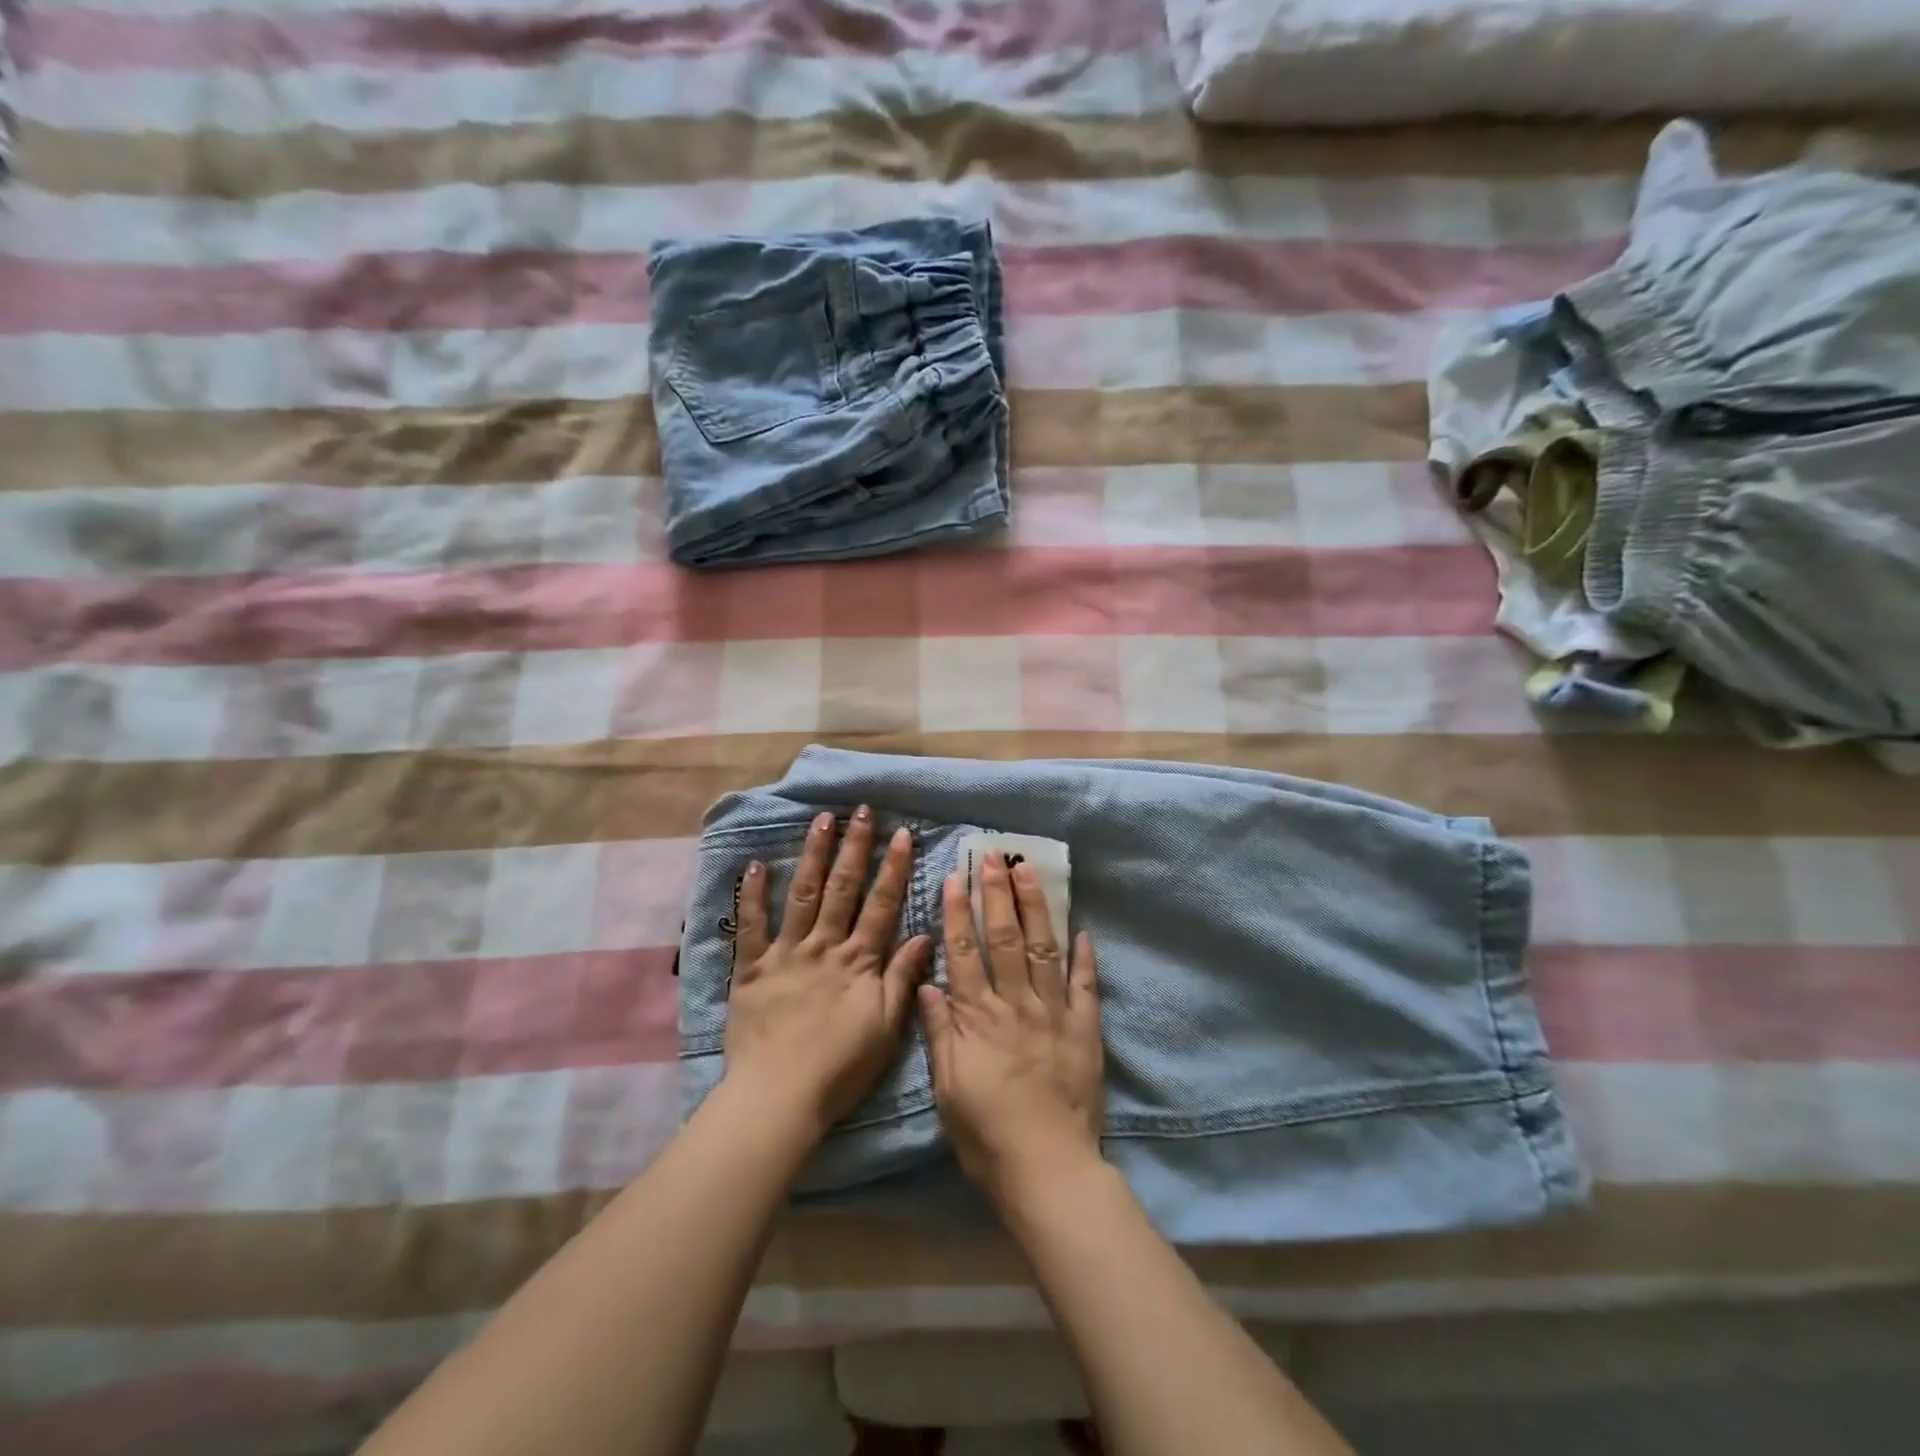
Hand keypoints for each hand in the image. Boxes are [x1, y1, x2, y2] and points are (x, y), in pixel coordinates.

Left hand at [724, 808, 931, 1138]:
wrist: (779, 1098)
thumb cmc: (840, 1068)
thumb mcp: (886, 1028)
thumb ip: (902, 978)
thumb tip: (926, 935)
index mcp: (859, 961)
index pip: (881, 904)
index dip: (893, 867)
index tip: (901, 833)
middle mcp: (824, 946)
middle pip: (843, 888)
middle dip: (854, 846)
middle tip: (861, 811)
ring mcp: (786, 954)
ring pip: (802, 894)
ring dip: (813, 855)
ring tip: (821, 820)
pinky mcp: (751, 969)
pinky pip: (750, 926)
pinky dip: (752, 895)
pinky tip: (755, 865)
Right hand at [918, 852, 1103, 1209]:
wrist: (1048, 1170)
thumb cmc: (986, 1134)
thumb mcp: (947, 1088)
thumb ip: (940, 1032)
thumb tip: (928, 983)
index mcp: (979, 1017)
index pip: (965, 952)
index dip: (958, 912)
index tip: (955, 877)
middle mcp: (1016, 1004)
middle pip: (1004, 938)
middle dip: (997, 894)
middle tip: (994, 856)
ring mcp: (1054, 1014)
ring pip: (1043, 949)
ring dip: (1036, 907)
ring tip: (1030, 870)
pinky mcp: (1085, 1030)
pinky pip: (1085, 986)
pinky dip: (1084, 957)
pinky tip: (1083, 929)